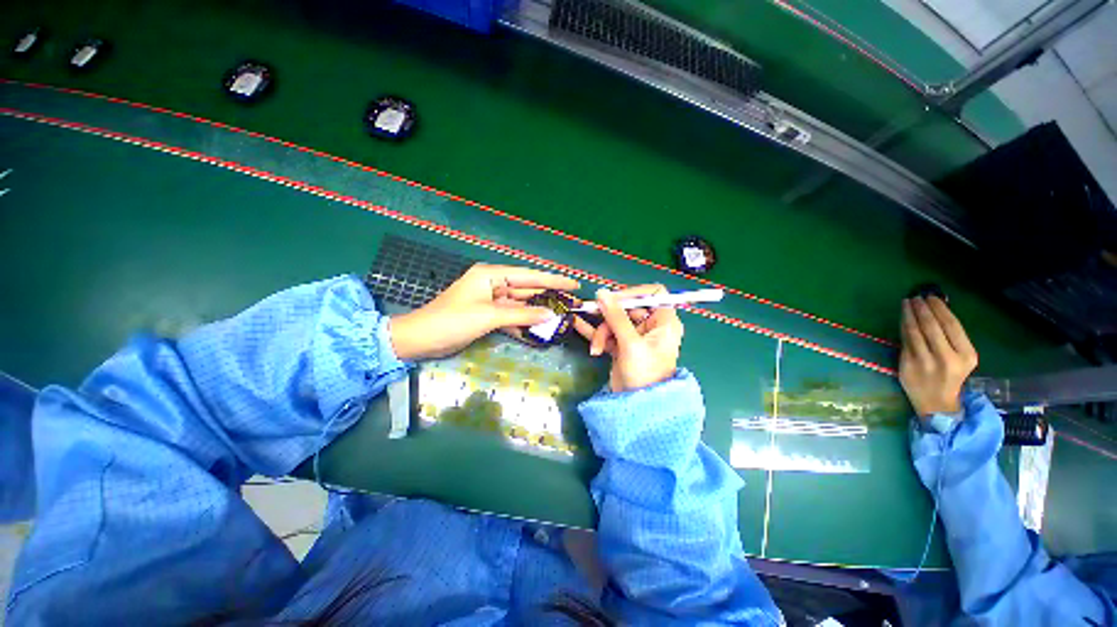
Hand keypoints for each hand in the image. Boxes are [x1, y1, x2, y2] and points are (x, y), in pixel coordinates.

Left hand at [389, 264, 578, 360]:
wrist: (420, 339)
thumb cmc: (451, 321)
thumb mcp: (488, 316)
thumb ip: (521, 314)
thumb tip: (550, 314)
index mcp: (491, 275)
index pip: (529, 276)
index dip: (553, 280)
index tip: (573, 284)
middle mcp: (493, 284)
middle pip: (527, 289)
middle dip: (549, 296)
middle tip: (573, 301)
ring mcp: (491, 300)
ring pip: (521, 304)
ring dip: (538, 310)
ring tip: (562, 314)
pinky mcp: (488, 315)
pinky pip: (512, 316)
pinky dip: (524, 321)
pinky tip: (540, 327)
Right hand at [573, 285, 683, 392]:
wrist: (637, 408)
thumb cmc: (644, 374)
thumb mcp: (631, 344)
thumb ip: (616, 317)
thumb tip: (602, 293)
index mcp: (664, 322)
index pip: (653, 294)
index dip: (634, 292)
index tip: (615, 298)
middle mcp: (651, 326)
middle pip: (627, 307)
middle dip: (610, 316)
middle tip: (595, 318)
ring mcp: (634, 336)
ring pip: (614, 320)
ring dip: (601, 331)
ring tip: (596, 347)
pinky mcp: (621, 346)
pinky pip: (607, 333)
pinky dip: (594, 331)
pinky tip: (578, 325)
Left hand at [899, 296, 978, 417]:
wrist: (936, 404)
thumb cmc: (950, 376)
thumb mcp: (961, 358)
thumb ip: (951, 338)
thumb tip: (937, 309)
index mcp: (966, 356)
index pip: (951, 325)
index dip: (939, 308)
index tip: (932, 297)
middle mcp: (946, 359)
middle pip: (931, 326)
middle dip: (922, 308)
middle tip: (916, 297)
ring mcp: (925, 362)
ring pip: (914, 331)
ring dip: (909, 314)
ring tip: (907, 302)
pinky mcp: (908, 365)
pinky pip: (904, 340)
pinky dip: (903, 326)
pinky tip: (902, 317)